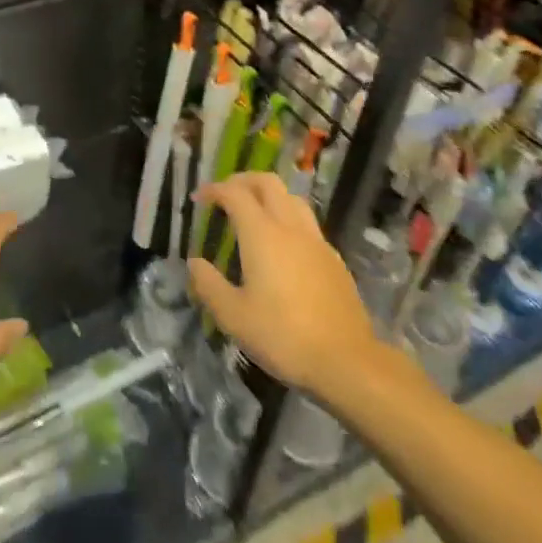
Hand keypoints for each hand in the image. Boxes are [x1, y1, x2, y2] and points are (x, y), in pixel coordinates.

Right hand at [187, 175, 405, 408]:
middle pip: (267, 183)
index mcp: (262, 234)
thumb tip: (195, 263)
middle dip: (243, 181)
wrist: (346, 361)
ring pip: (292, 198)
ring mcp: (316, 241)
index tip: (199, 198)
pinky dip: (288, 218)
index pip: (234, 194)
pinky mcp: (334, 259)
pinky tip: (283, 245)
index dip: (214, 190)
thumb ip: (209, 285)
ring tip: (254, 212)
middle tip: (225, 194)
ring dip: (269, 195)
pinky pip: (307, 223)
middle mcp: (290, 227)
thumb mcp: (233, 317)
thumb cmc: (283, 336)